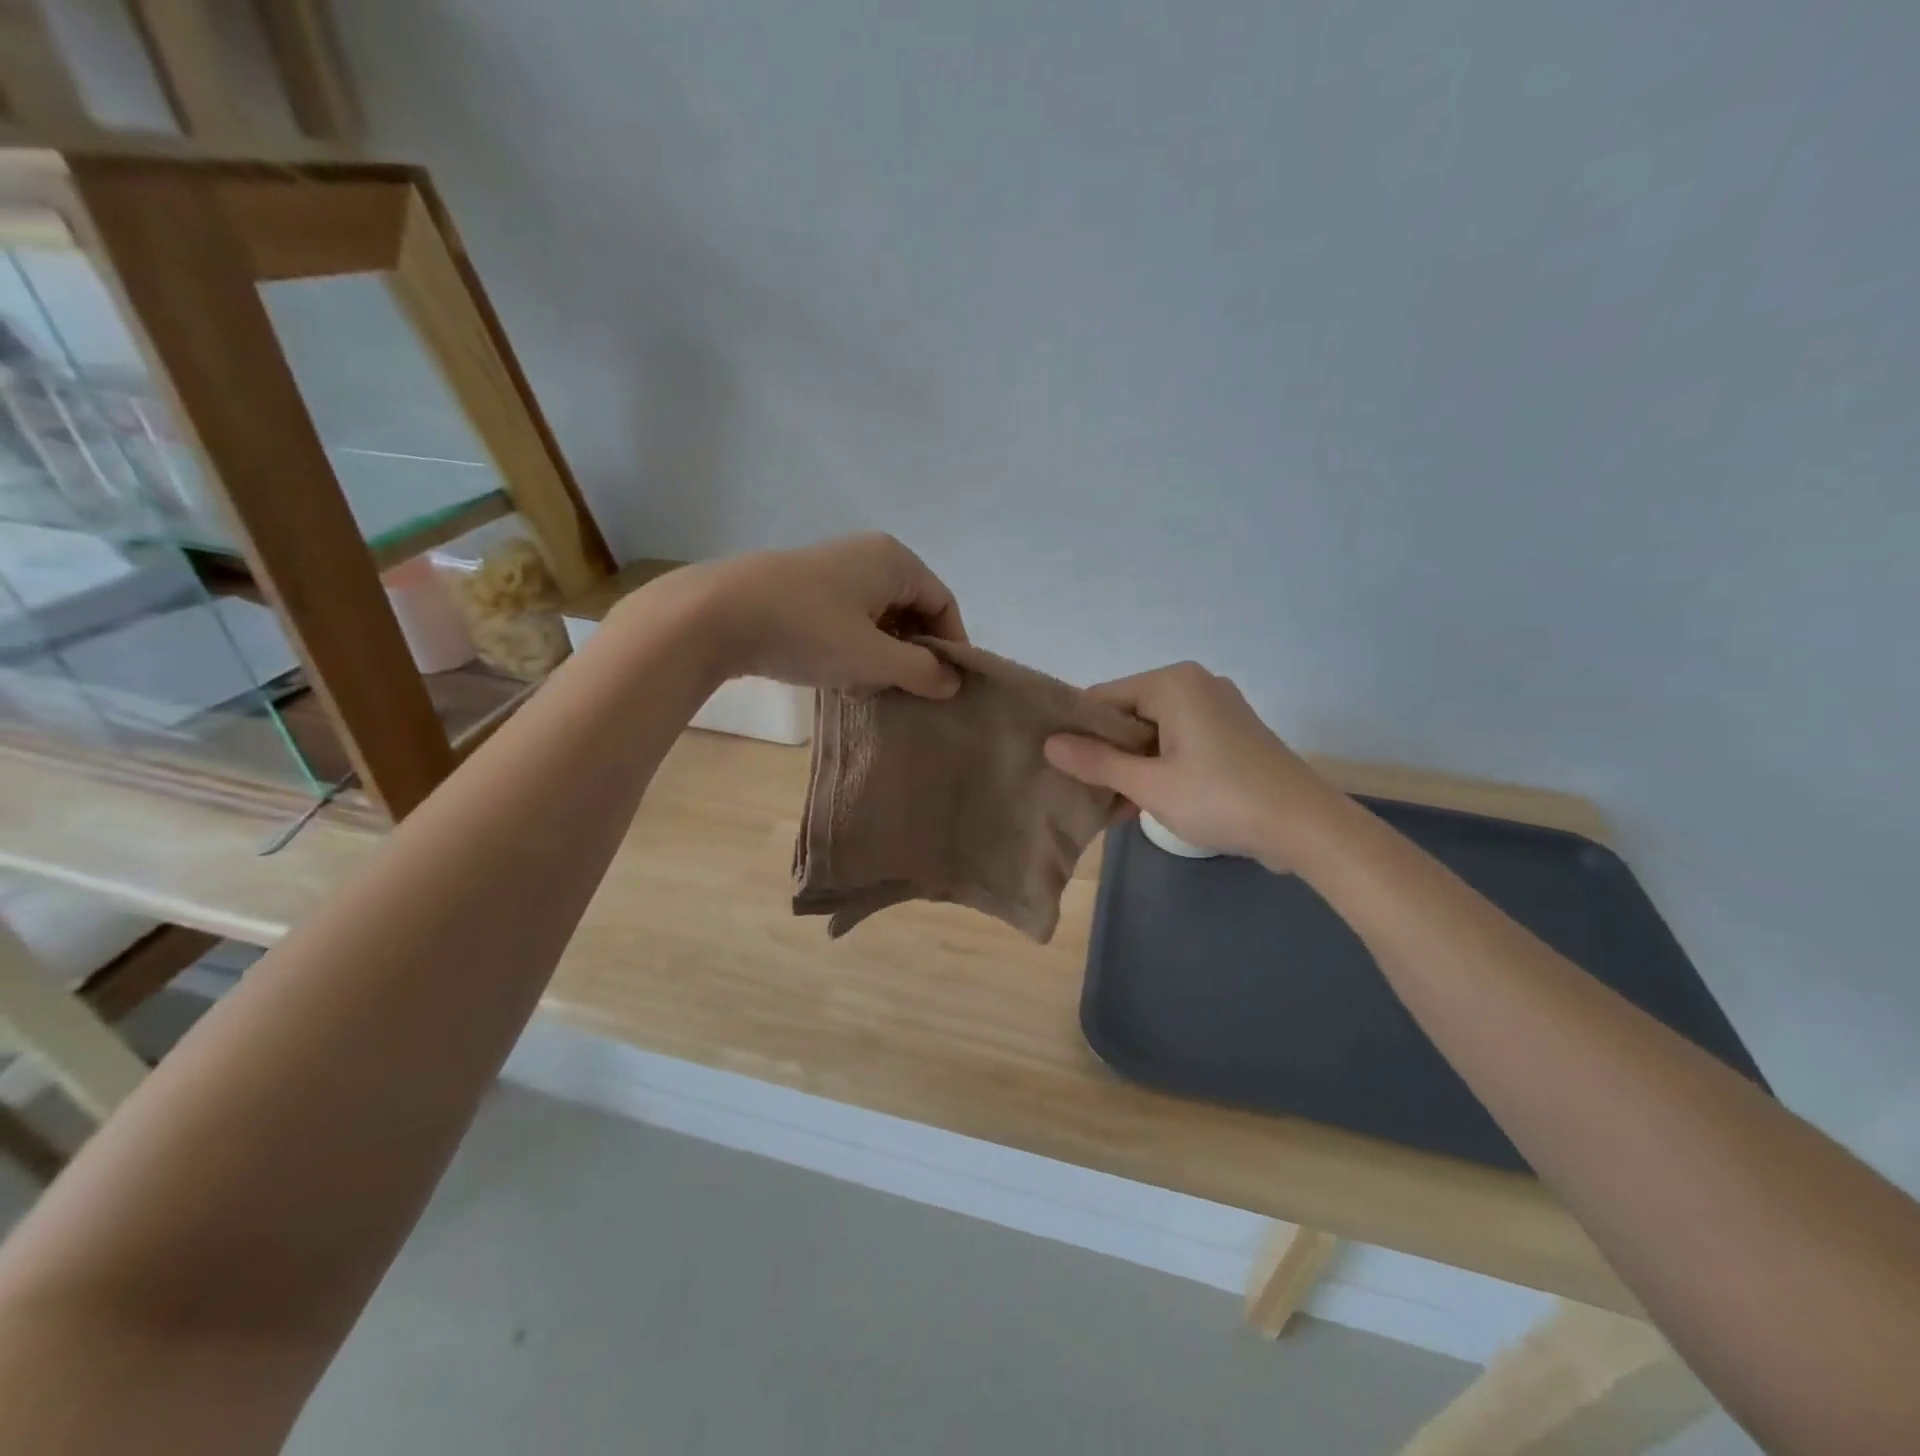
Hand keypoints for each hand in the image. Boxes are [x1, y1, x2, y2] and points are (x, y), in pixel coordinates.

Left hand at [675, 534, 967, 697]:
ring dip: (883, 655)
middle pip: (912, 608)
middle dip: (914, 652)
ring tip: (870, 688)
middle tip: (909, 691)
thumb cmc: (808, 630)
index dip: (952, 646)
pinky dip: (854, 647)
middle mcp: (868, 556)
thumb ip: (921, 671)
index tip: (948, 687)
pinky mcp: (803, 588)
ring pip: (878, 617)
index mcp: (894, 560)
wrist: (715, 616)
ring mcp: (832, 570)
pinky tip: (839, 675)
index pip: (943, 603)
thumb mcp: (873, 658)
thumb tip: (953, 681)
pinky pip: (848, 618)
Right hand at [1043, 662, 1341, 865]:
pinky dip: (1157, 769)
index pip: (1103, 697)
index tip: (1054, 763)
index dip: (1075, 730)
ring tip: (1102, 805)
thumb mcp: (1150, 784)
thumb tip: (1050, 744)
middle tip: (1075, 789)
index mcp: (1172, 683)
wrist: (1307, 827)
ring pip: (1151, 734)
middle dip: (1103, 753)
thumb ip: (1097, 762)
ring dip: (1128, 767)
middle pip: (1128, 714)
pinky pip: (1177, 745)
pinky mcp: (1230, 736)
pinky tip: (1136, 805)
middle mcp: (1194, 686)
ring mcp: (1216, 710)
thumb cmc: (1221, 798)